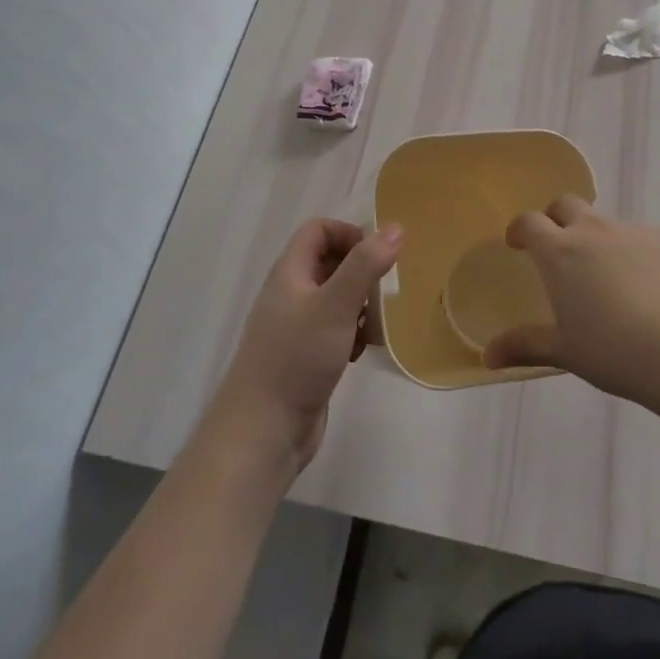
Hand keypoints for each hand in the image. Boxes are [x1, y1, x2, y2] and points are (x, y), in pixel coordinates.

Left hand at [211, 219, 401, 471]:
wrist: (263, 430)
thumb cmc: (297, 358)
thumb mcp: (335, 305)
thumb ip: (365, 265)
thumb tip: (396, 228)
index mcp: (290, 273)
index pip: (318, 231)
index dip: (348, 234)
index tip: (376, 256)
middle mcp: (291, 294)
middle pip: (329, 262)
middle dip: (361, 272)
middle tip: (383, 291)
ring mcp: (296, 326)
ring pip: (335, 298)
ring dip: (361, 304)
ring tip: (376, 323)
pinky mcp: (305, 355)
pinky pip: (335, 329)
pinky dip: (353, 333)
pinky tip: (362, 351)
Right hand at [483, 196, 659, 406]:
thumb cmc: (616, 352)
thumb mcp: (566, 352)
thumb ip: (525, 346)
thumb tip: (487, 356)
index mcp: (561, 252)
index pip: (530, 222)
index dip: (520, 229)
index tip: (517, 243)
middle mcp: (597, 231)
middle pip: (567, 204)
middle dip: (557, 218)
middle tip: (559, 249)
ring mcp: (639, 233)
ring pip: (610, 225)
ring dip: (601, 242)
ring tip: (612, 283)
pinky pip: (647, 241)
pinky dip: (640, 257)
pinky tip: (654, 294)